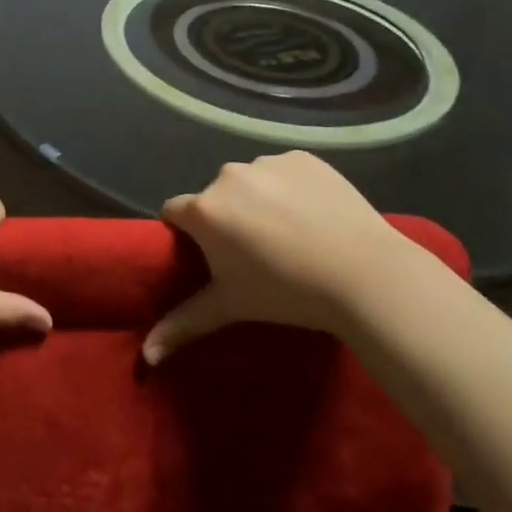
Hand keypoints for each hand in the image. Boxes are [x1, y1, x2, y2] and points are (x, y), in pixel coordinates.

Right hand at [143, 151, 404, 364]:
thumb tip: (147, 355)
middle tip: (257, 252)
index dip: (185, 232)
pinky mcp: (302, 157)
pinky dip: (292, 188)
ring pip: (251, 181)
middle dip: (227, 218)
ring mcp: (266, 162)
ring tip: (291, 234)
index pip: (174, 211)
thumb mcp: (231, 307)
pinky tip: (314, 215)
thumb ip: (184, 324)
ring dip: (260, 201)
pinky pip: (285, 171)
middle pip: (215, 196)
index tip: (208, 254)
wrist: (365, 273)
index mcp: (204, 209)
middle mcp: (228, 175)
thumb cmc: (287, 293)